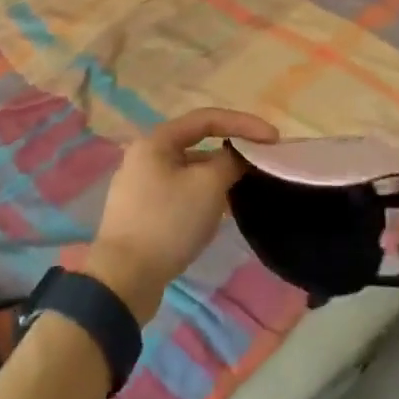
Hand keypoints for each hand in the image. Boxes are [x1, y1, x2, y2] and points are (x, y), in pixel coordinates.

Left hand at [88, 107, 279, 321]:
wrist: (124, 279)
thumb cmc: (168, 222)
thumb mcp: (208, 186)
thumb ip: (230, 162)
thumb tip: (237, 158)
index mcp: (156, 141)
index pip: (207, 119)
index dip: (244, 123)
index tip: (273, 138)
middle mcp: (145, 157)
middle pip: (197, 144)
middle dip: (232, 152)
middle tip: (261, 164)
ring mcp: (141, 187)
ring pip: (190, 172)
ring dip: (218, 177)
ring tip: (245, 190)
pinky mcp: (143, 214)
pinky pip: (181, 194)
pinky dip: (204, 196)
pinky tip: (221, 213)